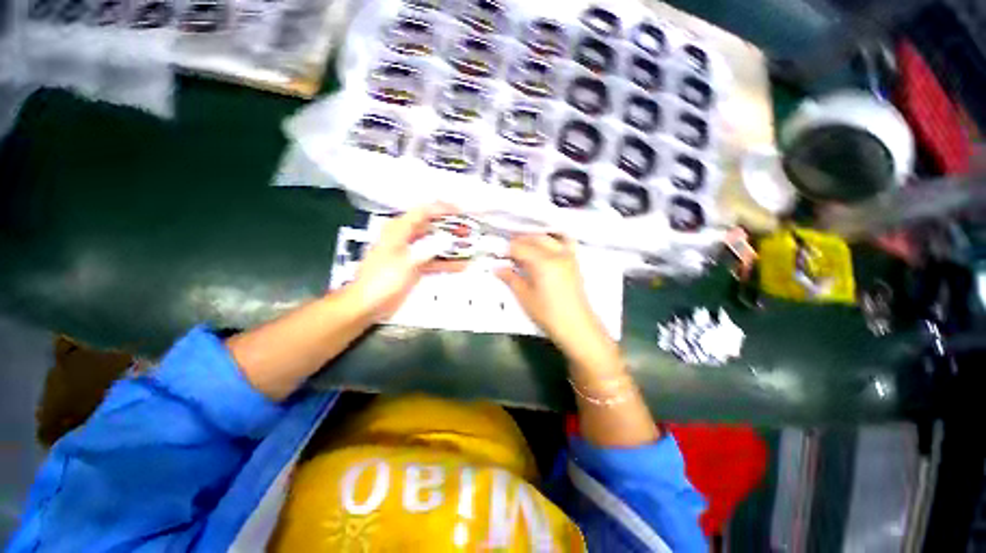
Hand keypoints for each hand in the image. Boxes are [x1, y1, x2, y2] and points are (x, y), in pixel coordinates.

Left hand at [347, 204, 463, 320]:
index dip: (442, 209)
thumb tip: (446, 241)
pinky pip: (433, 260)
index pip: (423, 212)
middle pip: (431, 227)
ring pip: (434, 244)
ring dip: (450, 245)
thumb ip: (427, 250)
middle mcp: (405, 238)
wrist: (367, 304)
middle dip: (450, 228)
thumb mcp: (406, 264)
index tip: (460, 212)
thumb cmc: (381, 281)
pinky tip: (460, 265)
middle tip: (468, 231)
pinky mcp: (413, 266)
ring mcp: (410, 253)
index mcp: (398, 230)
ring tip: (468, 246)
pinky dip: (445, 262)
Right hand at [496, 234, 610, 355]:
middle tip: (507, 251)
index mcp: (543, 262)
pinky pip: (563, 241)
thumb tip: (497, 267)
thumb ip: (511, 278)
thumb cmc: (548, 314)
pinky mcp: (574, 262)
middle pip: (534, 238)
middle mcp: (557, 254)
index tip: (498, 256)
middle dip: (519, 241)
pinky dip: (552, 239)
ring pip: (548, 238)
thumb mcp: (525, 297)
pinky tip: (544, 247)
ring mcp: (568, 256)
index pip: (520, 247)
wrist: (576, 326)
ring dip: (534, 238)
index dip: (507, 250)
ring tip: (524, 247)